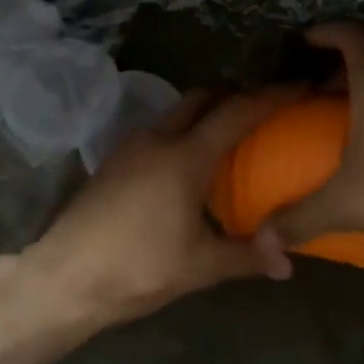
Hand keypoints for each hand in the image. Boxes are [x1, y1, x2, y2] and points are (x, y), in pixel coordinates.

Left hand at [22, 87, 301, 328]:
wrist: (64, 277)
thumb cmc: (138, 267)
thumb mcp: (200, 266)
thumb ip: (247, 257)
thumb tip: (288, 263)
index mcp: (186, 157)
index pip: (238, 112)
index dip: (272, 96)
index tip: (299, 86)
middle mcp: (158, 139)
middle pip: (202, 98)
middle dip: (234, 95)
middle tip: (263, 109)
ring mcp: (130, 147)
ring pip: (176, 114)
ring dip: (204, 114)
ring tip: (228, 138)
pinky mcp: (112, 162)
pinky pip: (157, 133)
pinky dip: (181, 134)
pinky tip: (186, 167)